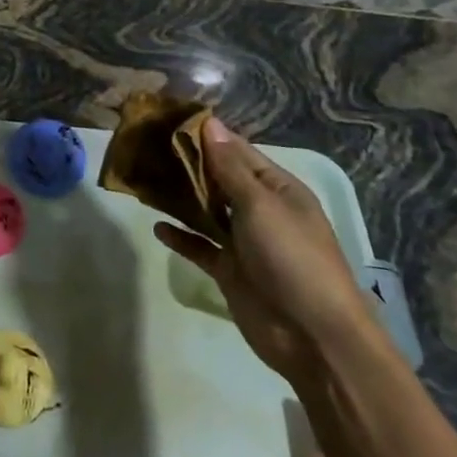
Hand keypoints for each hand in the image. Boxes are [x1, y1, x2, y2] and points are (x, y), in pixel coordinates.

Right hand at [152, 118, 376, 386]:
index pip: (236, 151)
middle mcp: (260, 210)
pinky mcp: (229, 269)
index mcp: (277, 188)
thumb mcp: (260, 205)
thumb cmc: (292, 258)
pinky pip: (199, 246)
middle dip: (186, 164)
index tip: (167, 119)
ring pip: (205, 211)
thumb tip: (210, 123)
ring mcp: (244, 241)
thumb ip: (229, 167)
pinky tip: (157, 226)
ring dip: (179, 197)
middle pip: (217, 179)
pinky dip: (180, 235)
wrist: (313, 336)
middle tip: (144, 147)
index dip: (205, 135)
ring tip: (143, 180)